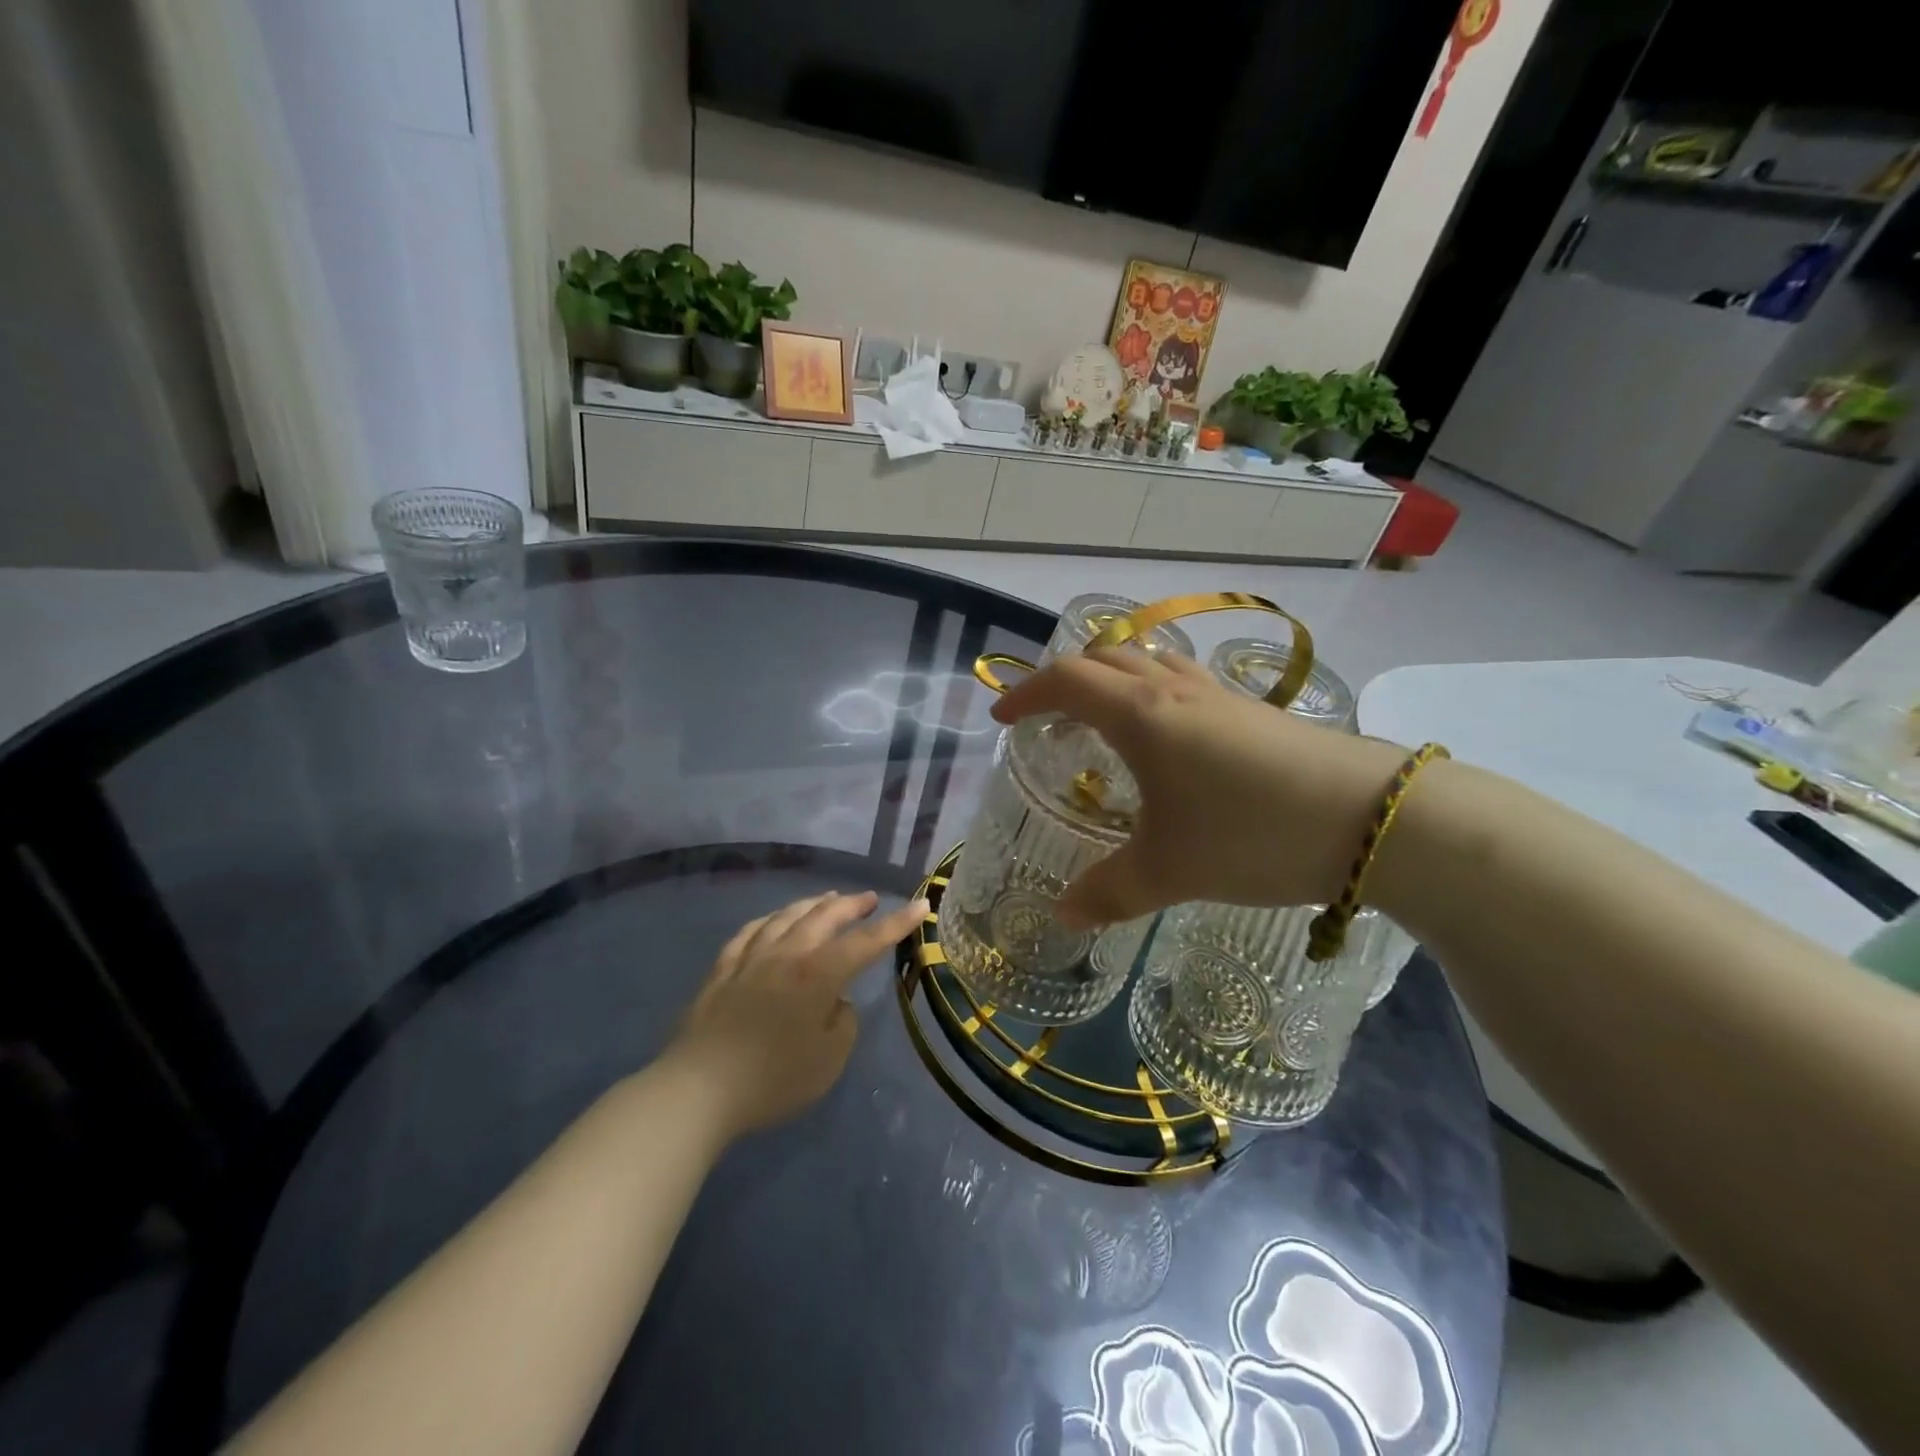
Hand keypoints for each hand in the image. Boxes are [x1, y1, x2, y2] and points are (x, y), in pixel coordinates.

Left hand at [665, 890, 928, 1140]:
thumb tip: (836, 1002)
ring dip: (813, 904)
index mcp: (819, 974)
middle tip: (869, 899)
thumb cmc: (774, 1079)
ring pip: (787, 916)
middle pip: (825, 917)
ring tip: (828, 898)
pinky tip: (773, 920)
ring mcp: (751, 958)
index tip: (920, 904)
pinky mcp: (722, 970)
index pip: (867, 941)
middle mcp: (788, 954)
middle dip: (852, 905)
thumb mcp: (829, 1060)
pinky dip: (770, 920)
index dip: (897, 923)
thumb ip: (843, 1023)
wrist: (699, 1089)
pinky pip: (750, 932)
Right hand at [991, 648, 1407, 927]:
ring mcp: (1219, 695)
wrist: (1373, 818)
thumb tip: (1064, 915)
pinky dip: (1155, 691)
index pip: (1067, 680)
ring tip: (1103, 719)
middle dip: (1066, 679)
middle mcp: (1175, 690)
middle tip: (1049, 717)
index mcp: (1141, 715)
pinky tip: (1171, 738)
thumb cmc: (1251, 834)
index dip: (1027, 693)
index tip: (1003, 717)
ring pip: (1150, 660)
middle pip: (1106, 657)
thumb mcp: (1169, 871)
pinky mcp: (1255, 711)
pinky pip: (1185, 680)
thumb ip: (1108, 892)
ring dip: (1114, 678)